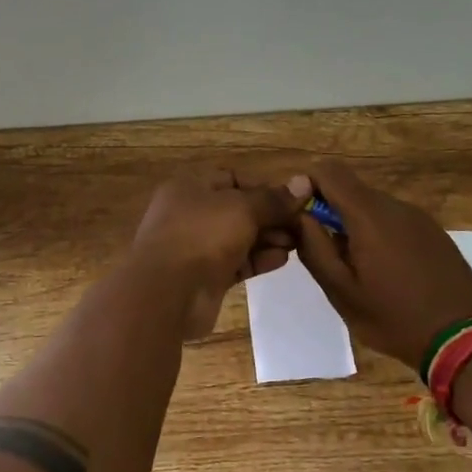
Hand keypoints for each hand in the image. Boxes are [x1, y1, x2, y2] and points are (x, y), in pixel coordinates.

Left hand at [131, 169, 308, 338]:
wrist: (167, 293)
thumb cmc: (202, 235)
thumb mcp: (243, 208)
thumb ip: (274, 200)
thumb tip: (304, 183)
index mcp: (191, 187)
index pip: (233, 179)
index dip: (264, 187)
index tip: (294, 199)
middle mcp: (192, 214)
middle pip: (239, 209)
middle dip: (271, 216)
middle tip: (303, 225)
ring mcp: (197, 247)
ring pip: (239, 237)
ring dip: (268, 238)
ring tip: (298, 242)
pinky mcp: (205, 276)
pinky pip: (237, 262)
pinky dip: (258, 259)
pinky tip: (282, 260)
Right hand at [292, 161, 471, 368]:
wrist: (463, 340)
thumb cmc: (394, 318)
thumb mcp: (342, 291)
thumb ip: (315, 248)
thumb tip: (299, 215)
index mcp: (370, 215)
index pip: (329, 172)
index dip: (307, 185)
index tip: (298, 217)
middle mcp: (396, 206)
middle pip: (351, 189)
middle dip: (329, 211)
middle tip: (323, 252)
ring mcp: (419, 218)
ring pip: (372, 205)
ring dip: (354, 224)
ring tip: (355, 267)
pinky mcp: (434, 232)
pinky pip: (394, 220)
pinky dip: (378, 233)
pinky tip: (384, 271)